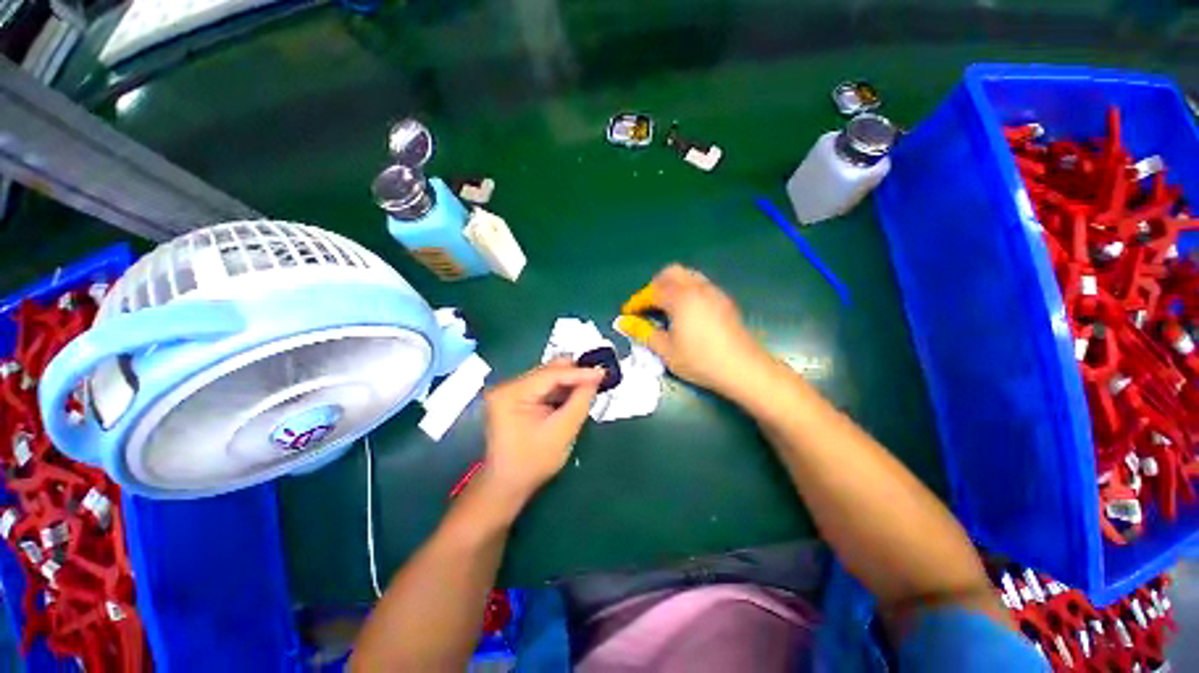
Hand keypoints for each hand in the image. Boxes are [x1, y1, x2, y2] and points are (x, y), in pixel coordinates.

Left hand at [478, 360, 602, 511]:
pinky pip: (542, 387)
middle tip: (599, 378)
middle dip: (575, 375)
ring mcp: (509, 391)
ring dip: (569, 382)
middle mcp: (507, 386)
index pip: (551, 374)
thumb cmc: (533, 463)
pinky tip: (574, 395)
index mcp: (511, 394)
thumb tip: (595, 378)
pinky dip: (560, 390)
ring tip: (590, 387)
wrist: (508, 485)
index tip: (603, 373)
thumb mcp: (562, 431)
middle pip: (548, 371)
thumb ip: (580, 401)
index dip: (579, 373)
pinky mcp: (514, 398)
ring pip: (547, 377)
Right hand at [617, 264, 768, 396]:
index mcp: (680, 298)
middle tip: (646, 306)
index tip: (627, 314)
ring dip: (671, 285)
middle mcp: (697, 288)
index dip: (636, 301)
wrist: (743, 368)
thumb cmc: (700, 360)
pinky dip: (686, 290)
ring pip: (687, 276)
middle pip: (670, 273)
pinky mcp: (724, 300)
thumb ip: (643, 333)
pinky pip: (699, 284)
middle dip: (654, 286)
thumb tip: (623, 322)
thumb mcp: (666, 350)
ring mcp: (713, 292)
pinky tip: (685, 311)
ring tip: (664, 307)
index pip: (652, 291)